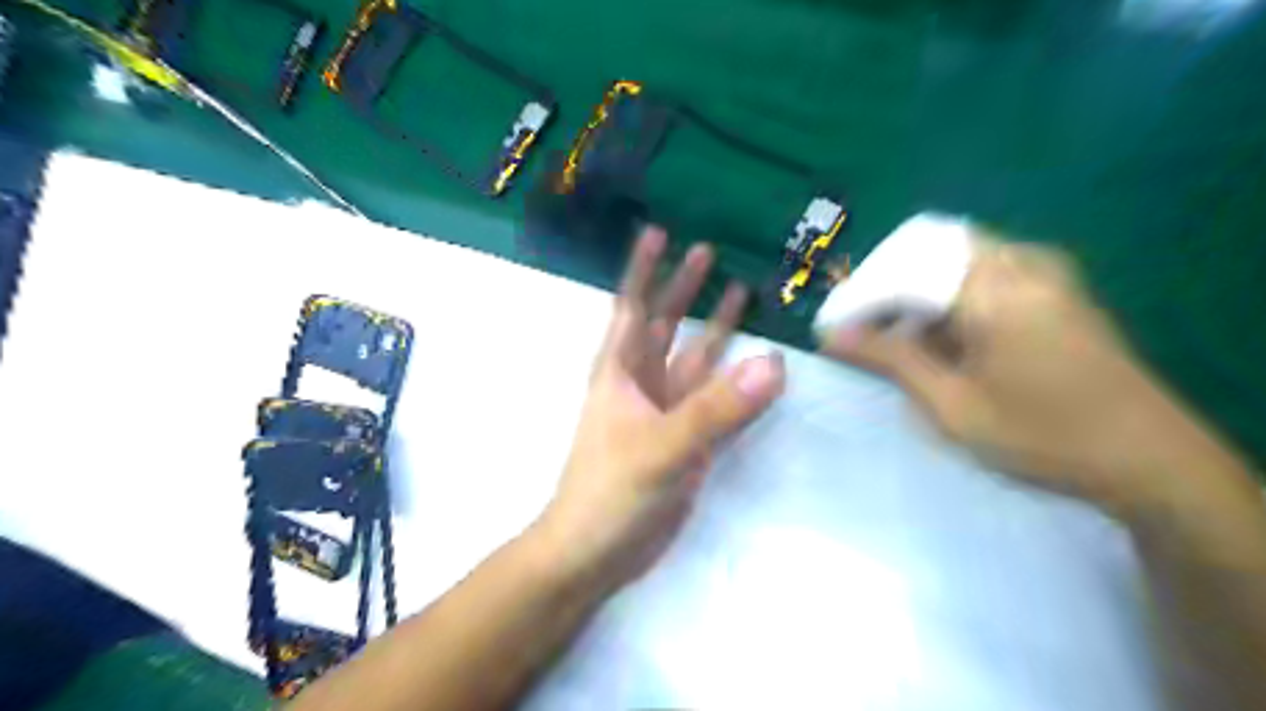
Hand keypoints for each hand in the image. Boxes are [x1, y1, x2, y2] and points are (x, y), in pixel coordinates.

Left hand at [535, 226, 787, 589]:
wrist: (598, 551)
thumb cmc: (612, 490)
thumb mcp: (661, 446)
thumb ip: (716, 408)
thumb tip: (774, 363)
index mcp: (620, 372)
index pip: (631, 306)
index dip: (642, 269)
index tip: (657, 232)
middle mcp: (642, 383)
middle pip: (665, 324)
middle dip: (683, 288)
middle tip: (708, 252)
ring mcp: (665, 411)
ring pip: (694, 359)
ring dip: (715, 328)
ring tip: (742, 293)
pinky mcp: (685, 438)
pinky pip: (714, 398)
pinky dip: (734, 379)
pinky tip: (758, 364)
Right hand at [822, 236, 1238, 513]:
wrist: (1150, 460)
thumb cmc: (1042, 437)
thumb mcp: (952, 405)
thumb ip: (890, 359)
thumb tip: (832, 335)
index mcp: (996, 289)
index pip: (902, 270)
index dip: (858, 298)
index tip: (829, 330)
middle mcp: (1021, 262)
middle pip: (925, 249)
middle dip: (884, 287)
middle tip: (859, 330)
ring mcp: (1043, 269)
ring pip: (950, 256)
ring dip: (914, 291)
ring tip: (893, 339)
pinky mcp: (1053, 284)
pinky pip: (979, 269)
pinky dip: (945, 295)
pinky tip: (937, 336)